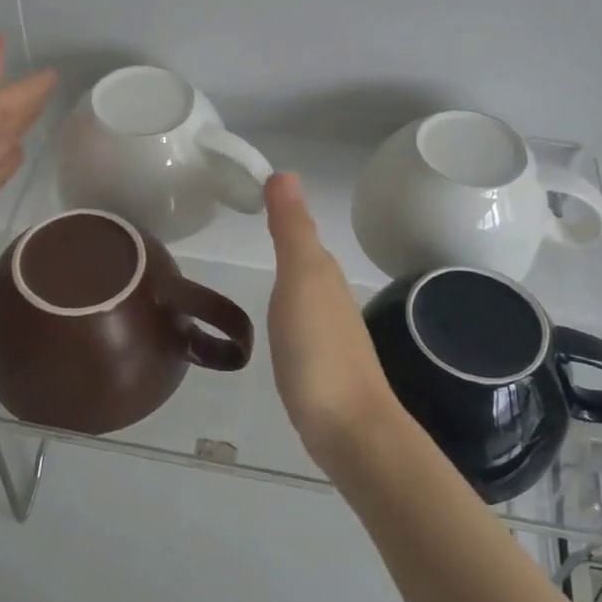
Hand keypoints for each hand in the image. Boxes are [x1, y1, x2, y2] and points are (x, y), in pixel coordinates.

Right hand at [263, 172, 400, 472]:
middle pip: (307, 260)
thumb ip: (292, 230)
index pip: (302, 232)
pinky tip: (282, 323)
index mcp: (323, 274)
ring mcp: (330, 335)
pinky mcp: (322, 366)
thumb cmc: (318, 350)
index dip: (282, 211)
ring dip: (291, 276)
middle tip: (252, 223)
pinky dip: (291, 311)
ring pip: (308, 292)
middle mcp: (332, 298)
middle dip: (287, 241)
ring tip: (264, 267)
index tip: (253, 192)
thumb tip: (286, 173)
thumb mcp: (301, 280)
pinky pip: (303, 323)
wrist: (349, 428)